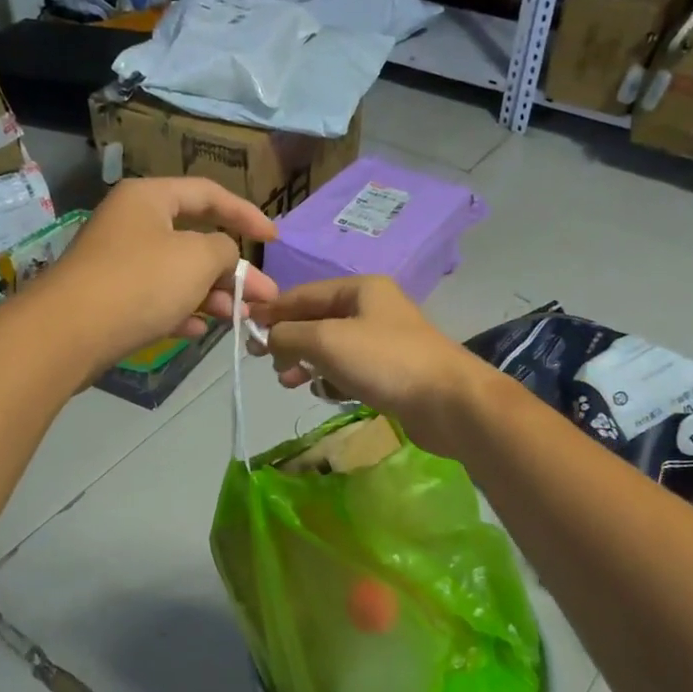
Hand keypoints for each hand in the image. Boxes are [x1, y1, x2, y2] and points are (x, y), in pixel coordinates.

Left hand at [34, 177, 279, 373]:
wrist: (70, 332)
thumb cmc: (141, 281)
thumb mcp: (197, 258)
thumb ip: (223, 250)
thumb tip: (222, 256)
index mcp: (149, 198)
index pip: (208, 194)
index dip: (246, 214)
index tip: (273, 239)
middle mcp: (132, 224)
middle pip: (195, 241)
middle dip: (232, 271)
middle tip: (264, 297)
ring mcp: (119, 263)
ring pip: (177, 275)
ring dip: (212, 296)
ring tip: (240, 319)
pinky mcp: (111, 300)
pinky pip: (156, 300)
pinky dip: (181, 312)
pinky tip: (199, 331)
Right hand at [251, 276, 497, 455]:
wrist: (448, 402)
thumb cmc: (385, 361)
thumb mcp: (326, 340)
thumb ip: (288, 334)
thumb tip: (268, 337)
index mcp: (359, 289)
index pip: (303, 294)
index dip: (272, 310)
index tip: (244, 330)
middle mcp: (372, 309)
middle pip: (316, 320)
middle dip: (288, 340)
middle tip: (266, 363)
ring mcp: (382, 342)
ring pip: (330, 348)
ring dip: (306, 363)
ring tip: (289, 383)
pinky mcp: (390, 373)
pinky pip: (348, 371)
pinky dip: (332, 380)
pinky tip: (325, 394)